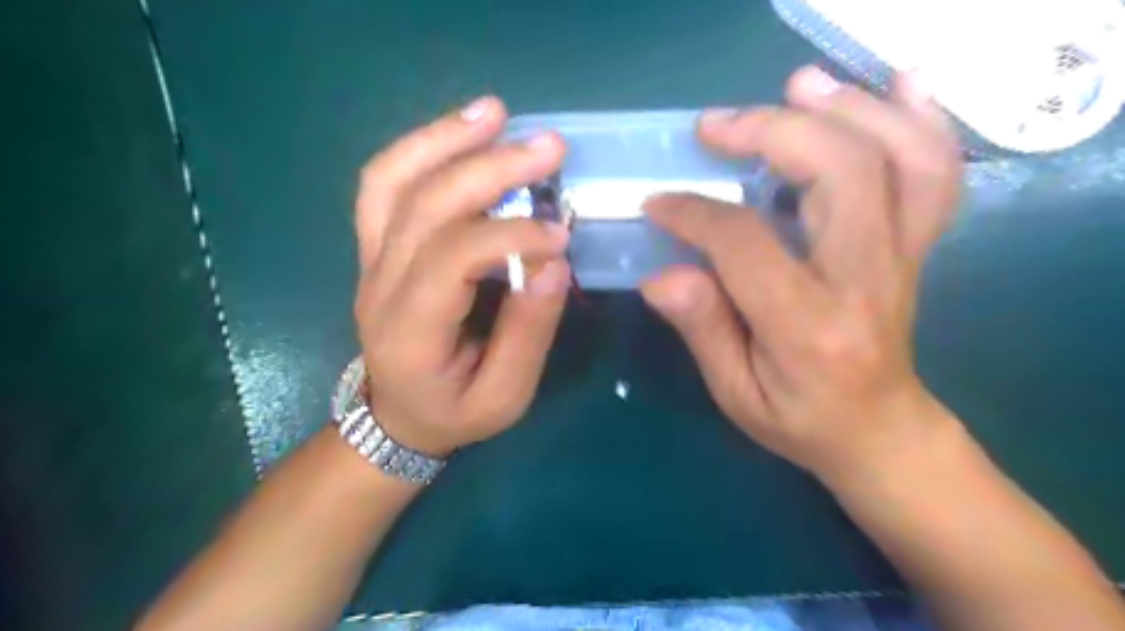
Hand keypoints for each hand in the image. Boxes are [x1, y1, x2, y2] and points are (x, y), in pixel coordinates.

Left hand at [354, 95, 574, 457]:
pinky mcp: (376, 246)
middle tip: (550, 147)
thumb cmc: (456, 411)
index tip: (561, 233)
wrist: (398, 417)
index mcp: (410, 331)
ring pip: (392, 181)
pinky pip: (384, 184)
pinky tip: (461, 130)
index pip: (452, 259)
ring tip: (495, 112)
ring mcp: (370, 259)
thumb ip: (529, 332)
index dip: (510, 236)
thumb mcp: (506, 395)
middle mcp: (379, 285)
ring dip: (445, 138)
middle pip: (424, 205)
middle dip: (490, 169)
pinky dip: (421, 148)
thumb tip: (553, 263)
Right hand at [641, 70, 965, 479]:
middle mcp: (866, 280)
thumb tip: (659, 274)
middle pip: (840, 173)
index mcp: (808, 326)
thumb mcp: (734, 392)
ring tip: (795, 87)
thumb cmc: (799, 420)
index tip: (659, 202)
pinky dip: (921, 119)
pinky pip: (936, 172)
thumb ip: (701, 328)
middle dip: (772, 132)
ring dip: (847, 108)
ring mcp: (903, 257)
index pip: (747, 243)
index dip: (695, 213)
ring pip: (899, 157)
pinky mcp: (915, 246)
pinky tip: (897, 85)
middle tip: (716, 125)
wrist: (879, 431)